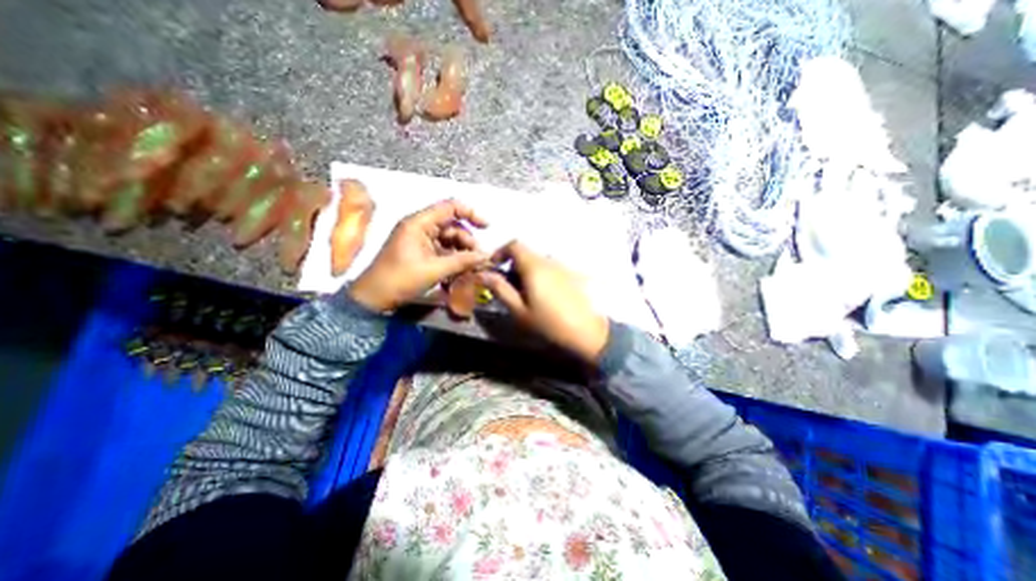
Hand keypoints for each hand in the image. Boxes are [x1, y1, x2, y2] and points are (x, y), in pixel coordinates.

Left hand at [351, 198, 489, 310]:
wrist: (374, 298)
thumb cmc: (401, 279)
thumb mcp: (435, 270)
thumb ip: (462, 261)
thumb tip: (486, 256)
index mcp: (419, 223)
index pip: (450, 207)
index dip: (471, 213)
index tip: (487, 227)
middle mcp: (420, 227)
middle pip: (452, 226)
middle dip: (468, 241)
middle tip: (480, 259)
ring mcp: (420, 240)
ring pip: (449, 239)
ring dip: (463, 251)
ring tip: (473, 267)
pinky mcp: (421, 252)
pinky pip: (443, 250)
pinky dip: (454, 258)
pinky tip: (462, 270)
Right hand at [482, 240, 607, 361]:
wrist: (588, 333)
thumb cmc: (549, 323)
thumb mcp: (519, 310)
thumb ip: (500, 289)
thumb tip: (483, 274)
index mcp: (534, 266)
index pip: (514, 245)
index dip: (500, 252)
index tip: (494, 267)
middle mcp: (550, 260)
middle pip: (527, 254)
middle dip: (513, 265)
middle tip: (510, 287)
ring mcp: (564, 267)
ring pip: (539, 262)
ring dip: (528, 272)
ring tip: (527, 295)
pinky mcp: (573, 275)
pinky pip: (552, 269)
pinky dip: (542, 276)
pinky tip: (546, 297)